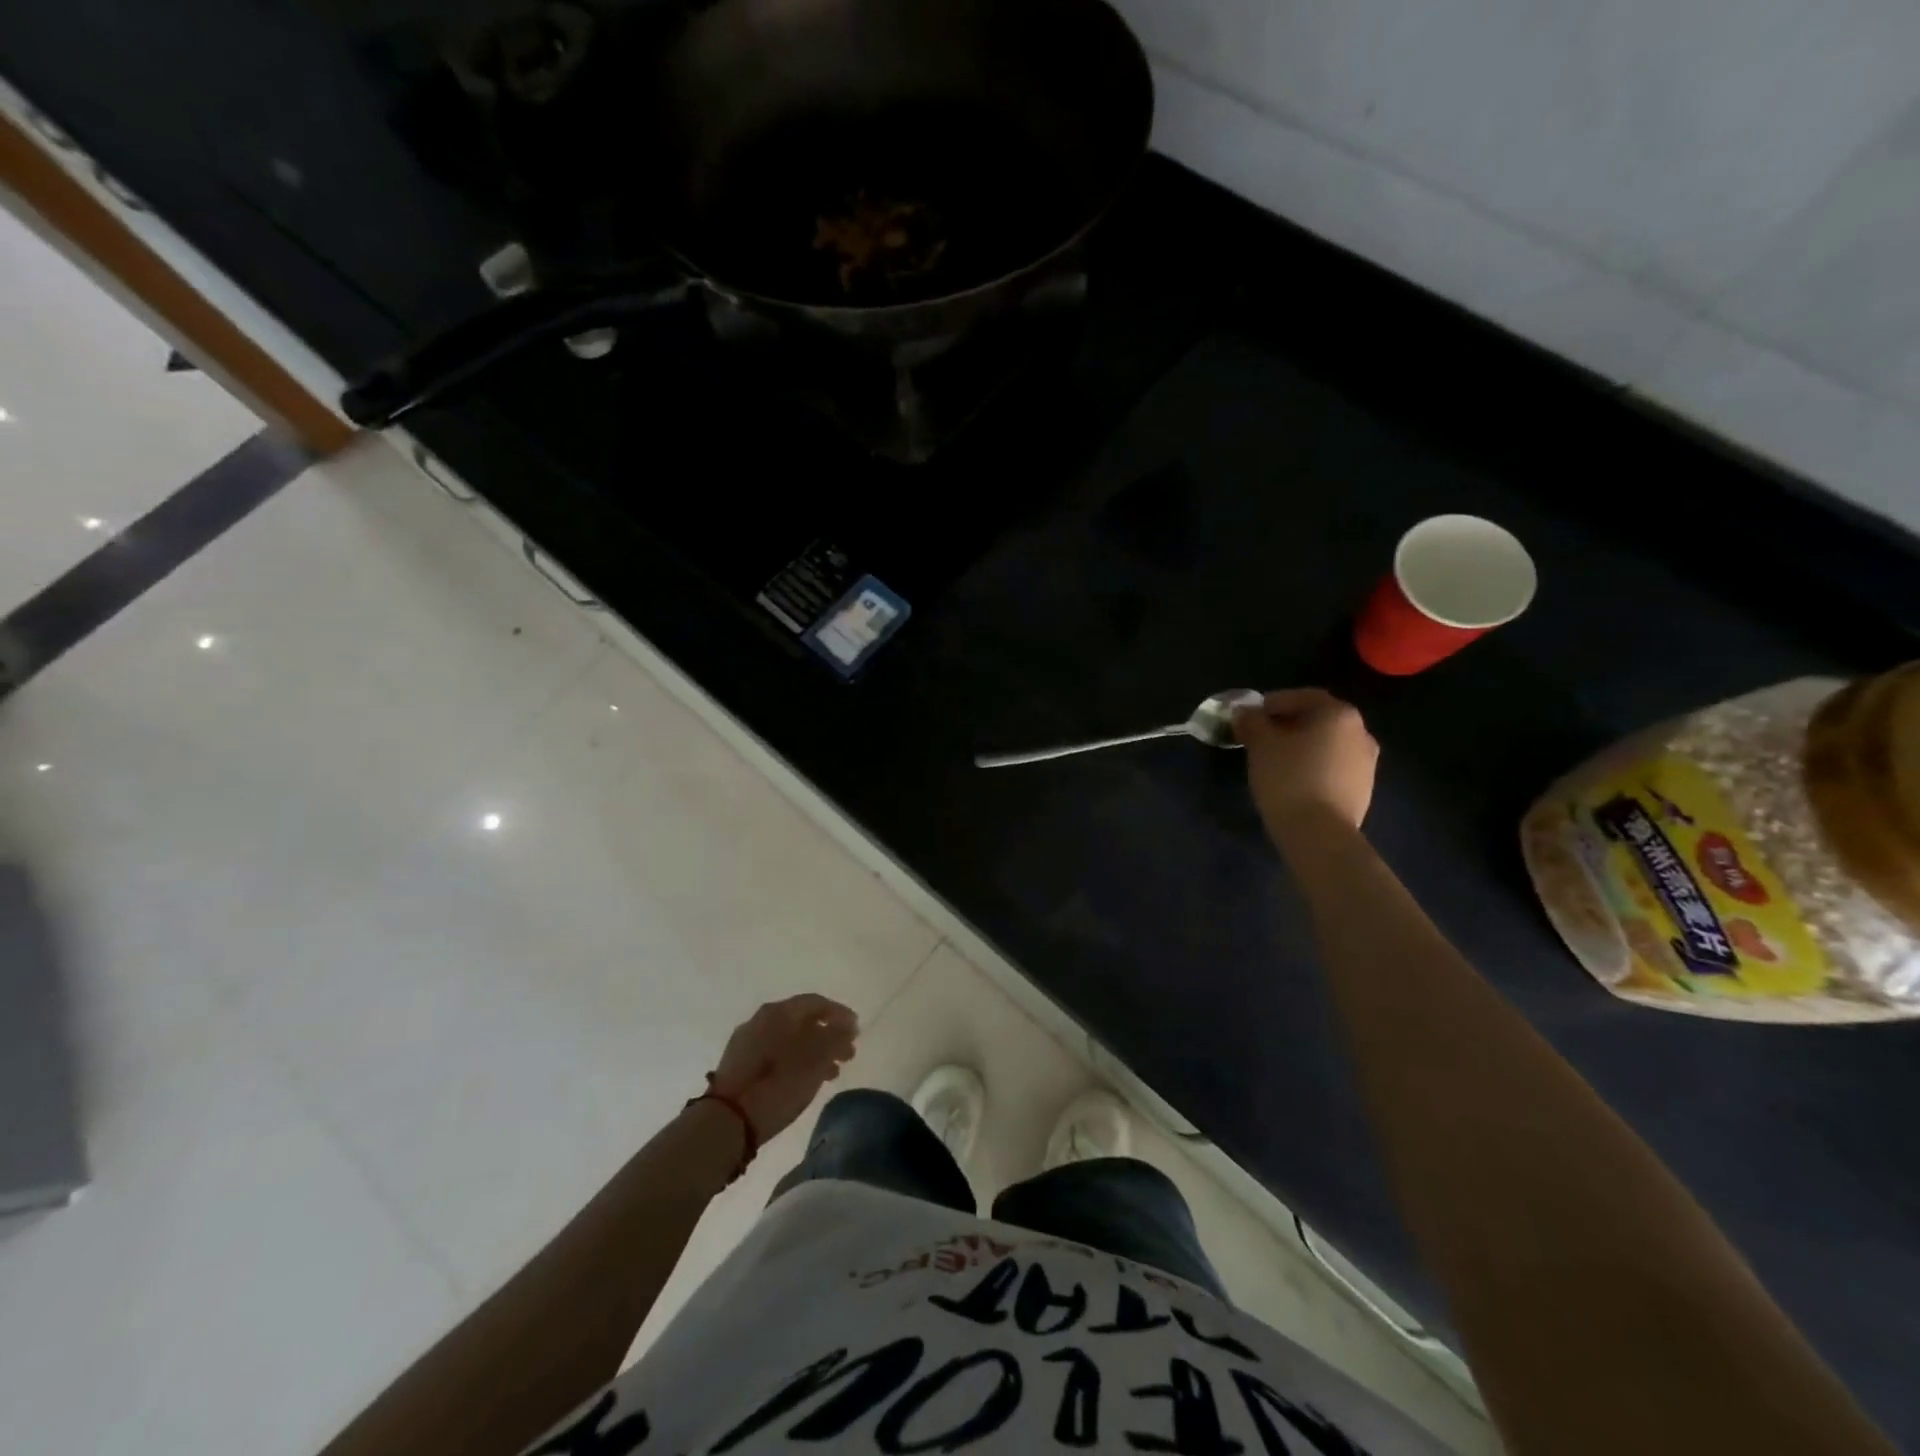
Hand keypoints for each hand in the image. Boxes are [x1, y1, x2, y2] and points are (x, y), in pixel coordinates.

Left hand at [707, 994, 858, 1142]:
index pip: (816, 1003)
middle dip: (828, 1036)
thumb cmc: (777, 1085)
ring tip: (832, 1073)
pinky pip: (775, 1053)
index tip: (857, 1030)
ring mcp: (747, 1042)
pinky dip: (795, 1061)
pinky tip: (806, 1080)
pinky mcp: (739, 1064)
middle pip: (802, 1021)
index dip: (840, 1014)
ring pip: (789, 1039)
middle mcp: (761, 1019)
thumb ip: (836, 1038)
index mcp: (778, 1012)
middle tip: (848, 1055)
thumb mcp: (815, 1060)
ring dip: (814, 1051)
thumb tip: (848, 1025)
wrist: (726, 1122)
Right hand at [1234, 688, 1378, 838]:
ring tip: (1275, 762)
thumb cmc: (1288, 778)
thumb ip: (1251, 721)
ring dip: (1302, 746)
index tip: (1250, 717)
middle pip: (1317, 719)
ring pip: (1327, 744)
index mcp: (1338, 713)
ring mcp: (1367, 762)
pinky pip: (1333, 767)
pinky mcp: (1363, 789)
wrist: (1319, 833)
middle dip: (1288, 724)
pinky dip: (1314, 766)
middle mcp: (1360, 732)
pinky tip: (1293, 782)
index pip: (1302, 696)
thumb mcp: (1260, 744)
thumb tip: (1245, 712)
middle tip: (1260, 738)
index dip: (1272, 703)